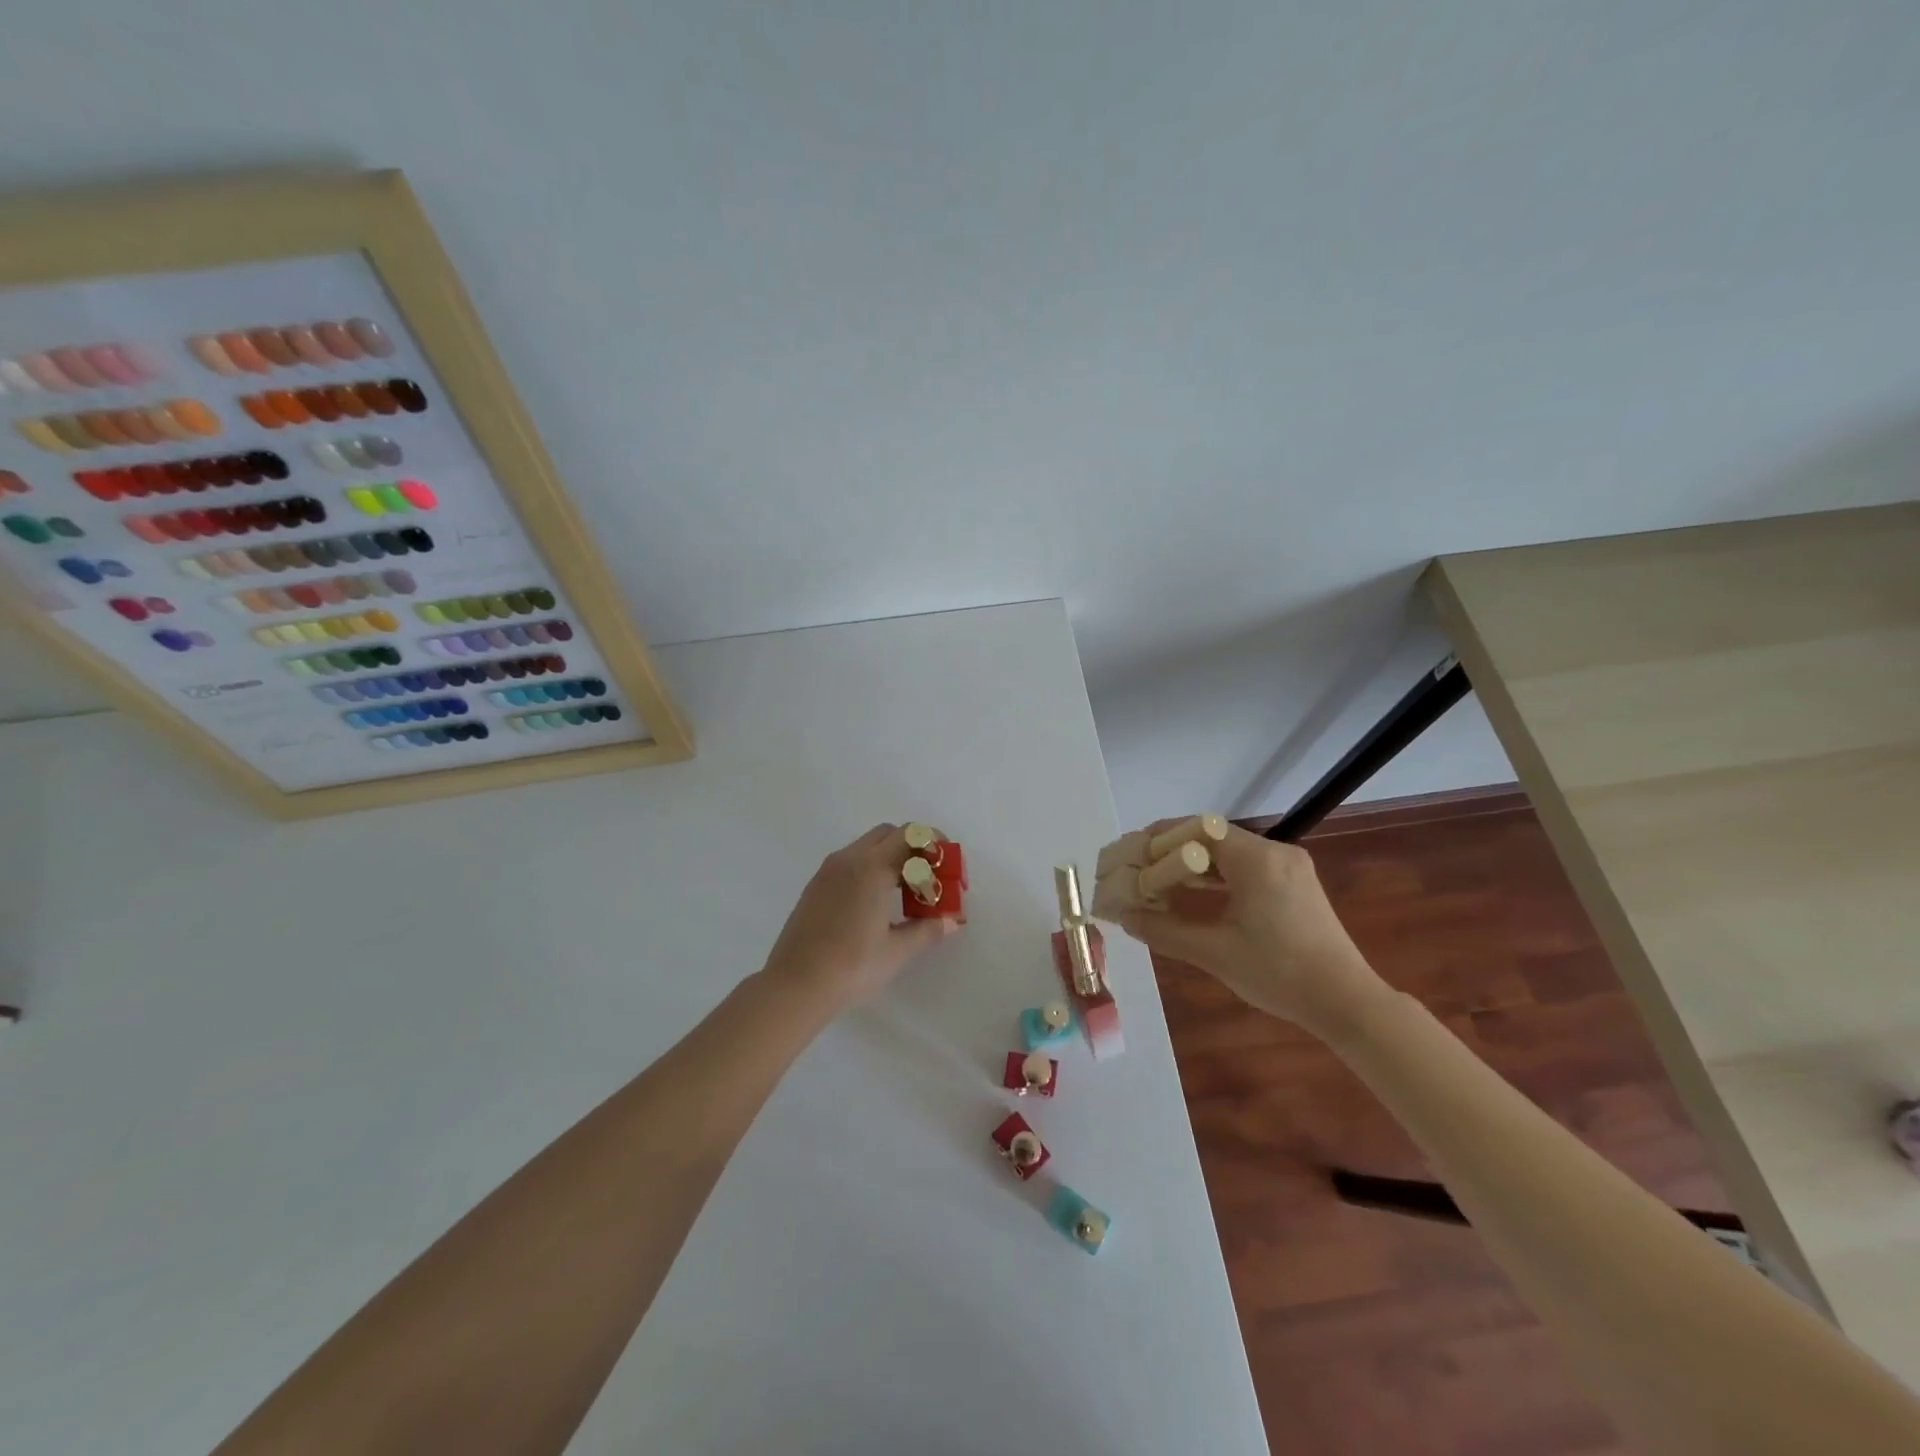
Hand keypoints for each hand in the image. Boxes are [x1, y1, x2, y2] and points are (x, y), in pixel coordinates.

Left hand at [761, 824, 960, 1012]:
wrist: (794, 986)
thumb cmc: (851, 966)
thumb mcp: (896, 951)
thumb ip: (927, 930)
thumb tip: (951, 921)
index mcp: (872, 867)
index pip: (911, 835)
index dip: (934, 843)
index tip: (947, 864)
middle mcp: (849, 859)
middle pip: (890, 834)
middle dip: (914, 848)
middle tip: (929, 879)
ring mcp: (828, 871)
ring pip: (868, 847)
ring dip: (892, 858)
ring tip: (906, 894)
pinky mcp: (816, 886)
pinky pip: (850, 863)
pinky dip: (871, 869)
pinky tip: (877, 904)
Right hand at [1111, 821, 1390, 1039]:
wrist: (1347, 1003)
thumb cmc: (1279, 973)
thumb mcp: (1214, 953)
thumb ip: (1164, 931)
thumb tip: (1124, 917)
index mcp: (1256, 860)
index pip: (1198, 828)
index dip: (1162, 837)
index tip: (1133, 852)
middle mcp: (1275, 853)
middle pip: (1213, 837)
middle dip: (1174, 852)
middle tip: (1142, 870)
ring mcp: (1290, 868)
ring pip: (1231, 854)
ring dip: (1196, 865)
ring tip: (1162, 883)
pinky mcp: (1297, 885)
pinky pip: (1248, 868)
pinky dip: (1219, 877)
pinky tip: (1198, 895)